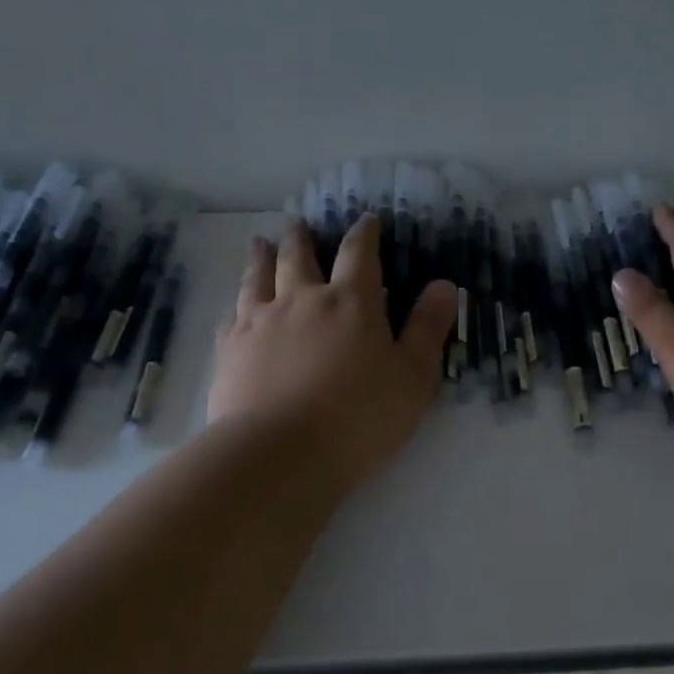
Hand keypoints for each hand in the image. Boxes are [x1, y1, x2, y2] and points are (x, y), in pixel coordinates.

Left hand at [209, 216, 456, 494]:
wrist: (280, 454)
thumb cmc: (360, 417)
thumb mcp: (414, 376)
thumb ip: (427, 328)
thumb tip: (444, 285)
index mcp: (351, 302)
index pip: (359, 253)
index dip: (364, 233)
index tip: (366, 220)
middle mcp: (302, 300)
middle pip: (298, 257)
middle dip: (301, 237)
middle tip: (297, 223)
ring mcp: (260, 322)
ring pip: (258, 277)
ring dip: (261, 257)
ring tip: (260, 243)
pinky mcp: (230, 350)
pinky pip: (231, 316)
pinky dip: (236, 305)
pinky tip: (235, 307)